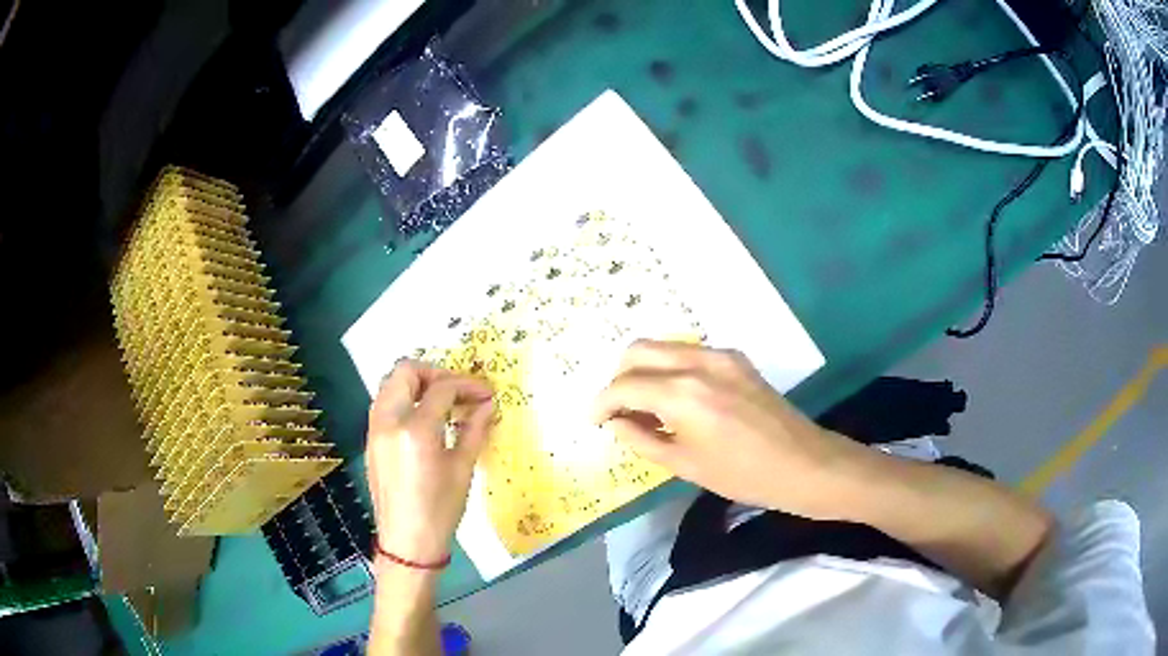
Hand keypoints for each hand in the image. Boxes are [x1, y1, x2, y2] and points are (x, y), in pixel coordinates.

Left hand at [366, 360, 493, 564]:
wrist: (407, 543)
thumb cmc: (440, 510)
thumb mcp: (463, 469)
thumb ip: (474, 429)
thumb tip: (487, 404)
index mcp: (415, 430)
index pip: (442, 388)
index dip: (468, 385)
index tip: (486, 394)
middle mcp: (388, 421)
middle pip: (405, 372)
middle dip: (435, 373)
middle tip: (458, 391)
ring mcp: (374, 429)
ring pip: (390, 384)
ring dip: (417, 384)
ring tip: (443, 403)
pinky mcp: (370, 440)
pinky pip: (384, 404)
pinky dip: (404, 400)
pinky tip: (425, 420)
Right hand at [593, 340, 866, 518]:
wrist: (803, 464)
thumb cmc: (743, 475)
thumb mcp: (685, 465)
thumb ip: (642, 439)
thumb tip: (616, 422)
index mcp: (683, 394)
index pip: (624, 386)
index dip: (601, 403)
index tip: (594, 421)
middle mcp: (698, 362)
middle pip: (638, 351)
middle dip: (618, 378)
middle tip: (618, 412)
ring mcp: (720, 355)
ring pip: (663, 347)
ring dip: (644, 372)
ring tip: (646, 409)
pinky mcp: (736, 358)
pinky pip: (688, 354)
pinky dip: (670, 370)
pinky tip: (676, 402)